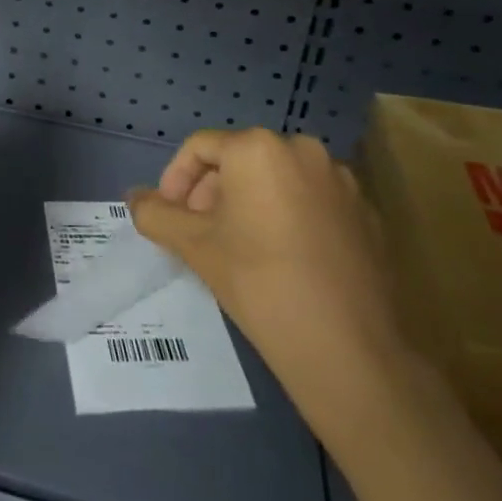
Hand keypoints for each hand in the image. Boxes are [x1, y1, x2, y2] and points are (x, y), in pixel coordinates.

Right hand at [128, 128, 408, 422]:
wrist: (350, 352)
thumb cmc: (260, 284)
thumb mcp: (195, 246)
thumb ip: (156, 214)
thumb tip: (134, 198)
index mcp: (259, 148)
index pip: (200, 148)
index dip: (175, 180)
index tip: (169, 218)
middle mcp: (304, 150)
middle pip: (241, 160)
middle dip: (212, 192)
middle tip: (199, 235)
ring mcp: (342, 181)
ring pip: (278, 180)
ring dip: (249, 204)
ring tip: (239, 248)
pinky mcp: (368, 214)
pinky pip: (313, 201)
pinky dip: (289, 217)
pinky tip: (283, 260)